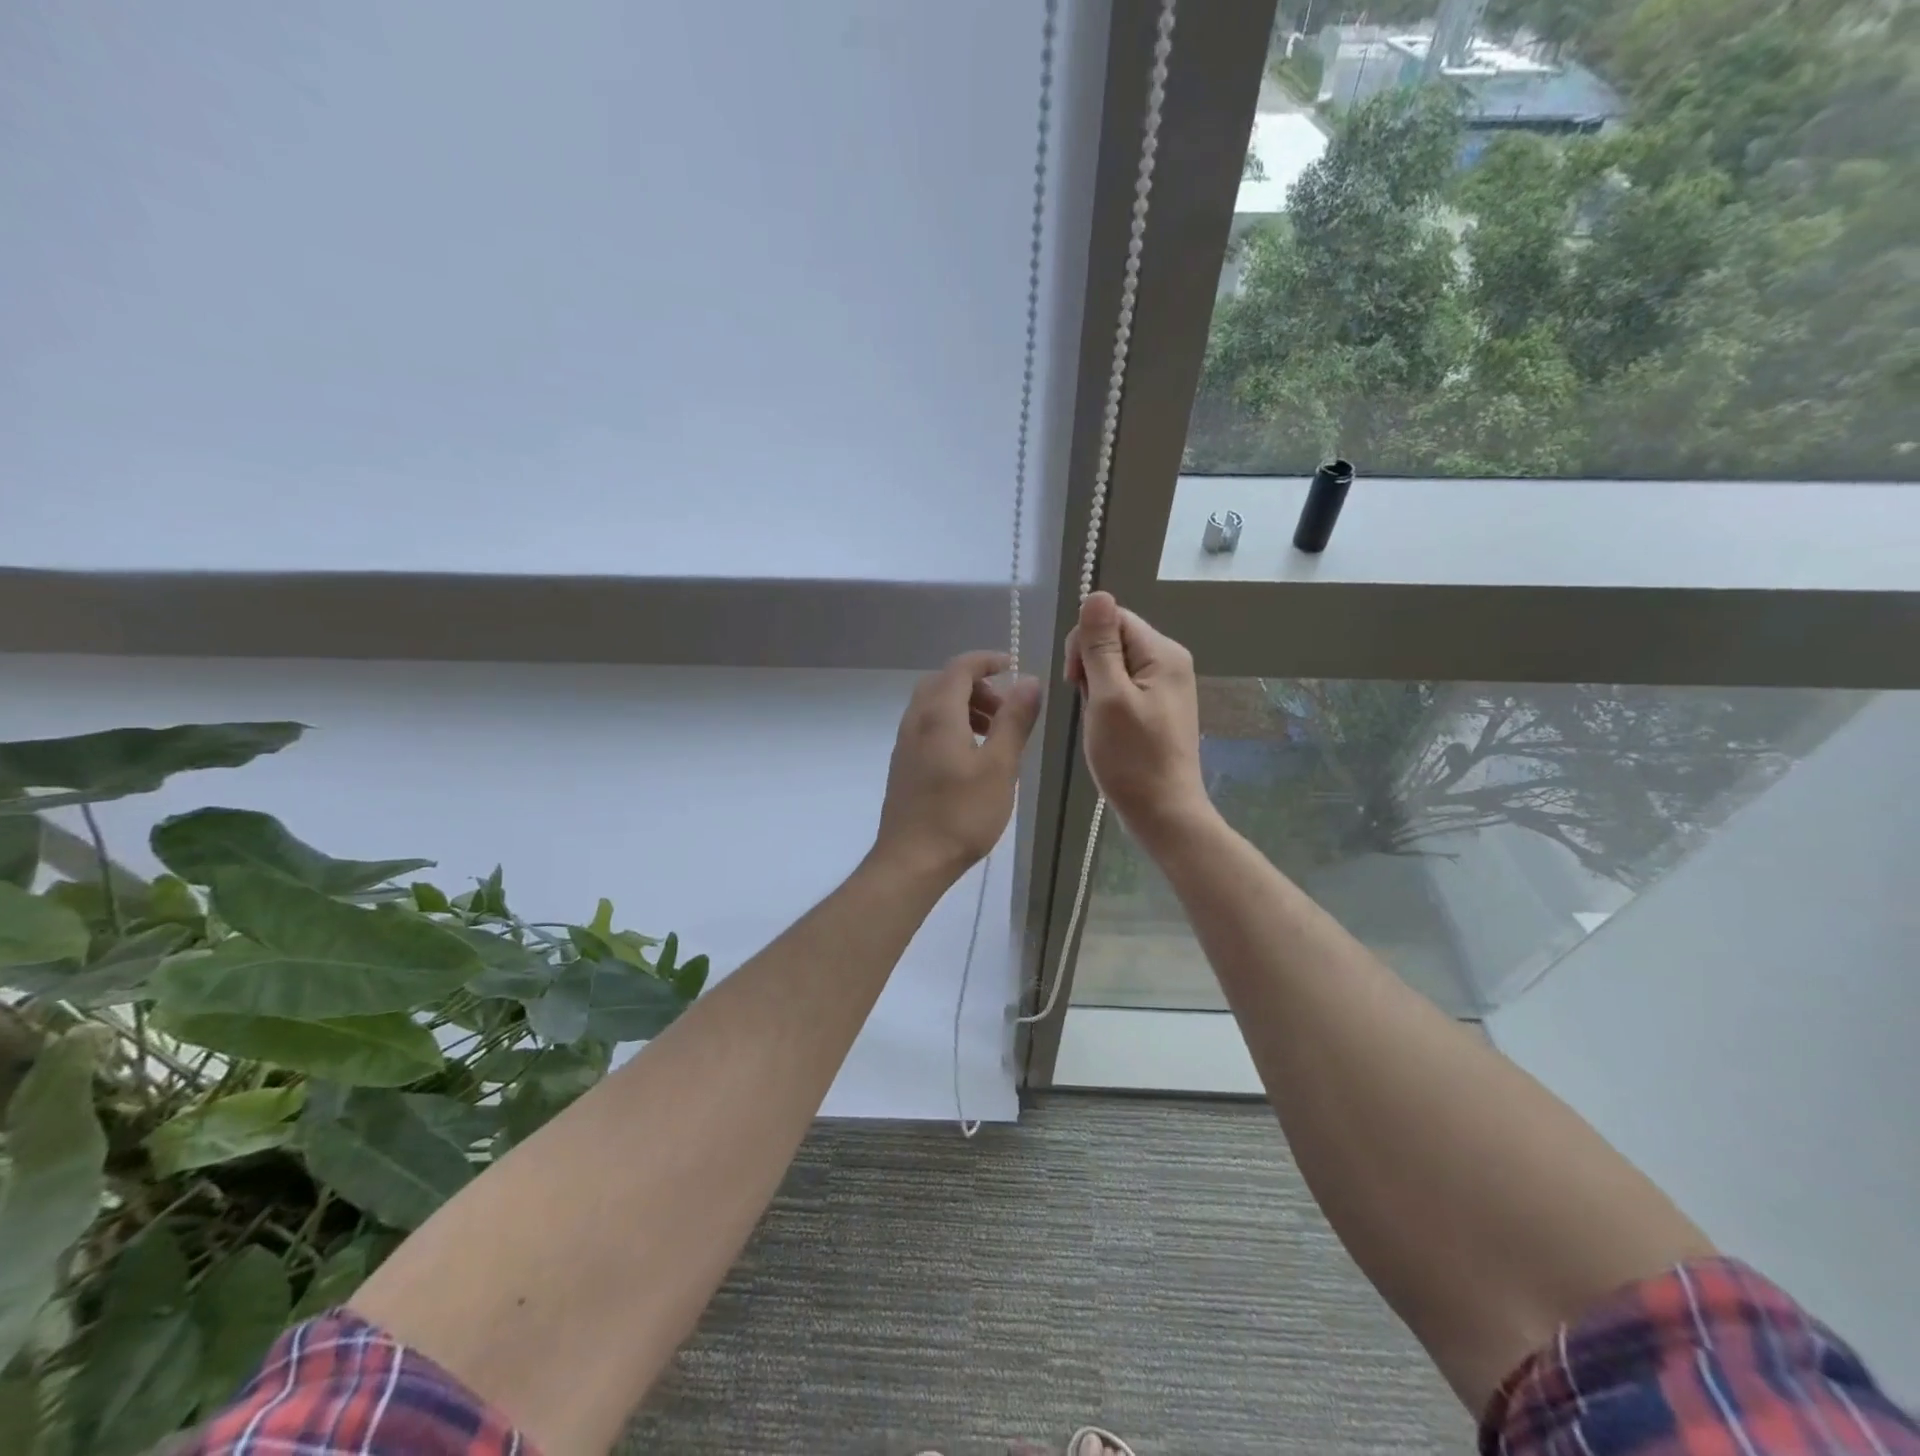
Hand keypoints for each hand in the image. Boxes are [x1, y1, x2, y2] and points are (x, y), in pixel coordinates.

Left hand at [873, 651, 1042, 881]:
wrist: (911, 860)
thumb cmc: (961, 814)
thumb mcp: (1000, 766)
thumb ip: (1014, 721)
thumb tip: (1029, 681)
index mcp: (938, 714)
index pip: (960, 667)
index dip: (987, 660)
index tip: (1013, 667)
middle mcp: (915, 721)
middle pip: (943, 683)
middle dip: (977, 686)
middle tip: (1005, 708)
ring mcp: (905, 744)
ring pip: (934, 707)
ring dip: (964, 707)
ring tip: (994, 734)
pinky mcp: (903, 765)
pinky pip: (927, 728)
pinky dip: (951, 726)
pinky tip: (971, 758)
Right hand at [1065, 592, 1210, 845]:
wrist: (1163, 812)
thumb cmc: (1132, 758)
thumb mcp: (1108, 697)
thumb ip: (1100, 645)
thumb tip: (1096, 593)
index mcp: (1163, 653)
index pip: (1112, 618)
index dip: (1085, 641)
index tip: (1074, 680)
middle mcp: (1170, 661)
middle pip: (1114, 638)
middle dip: (1089, 665)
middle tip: (1088, 704)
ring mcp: (1166, 686)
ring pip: (1115, 665)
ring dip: (1096, 686)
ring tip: (1098, 720)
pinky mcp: (1158, 707)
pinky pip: (1123, 687)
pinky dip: (1106, 701)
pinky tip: (1106, 726)